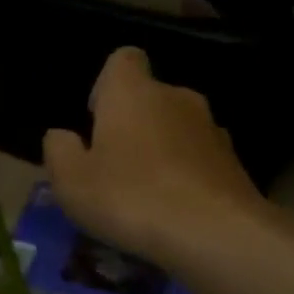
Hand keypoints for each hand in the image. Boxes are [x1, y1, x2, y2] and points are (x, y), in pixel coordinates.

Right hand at [43, 48, 263, 265]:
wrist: (217, 234)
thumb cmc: (131, 197)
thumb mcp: (71, 181)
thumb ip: (59, 151)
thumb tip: (62, 136)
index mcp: (132, 92)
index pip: (123, 59)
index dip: (107, 83)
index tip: (97, 118)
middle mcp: (176, 97)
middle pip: (150, 97)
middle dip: (133, 123)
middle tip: (114, 165)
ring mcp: (211, 128)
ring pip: (177, 129)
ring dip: (162, 150)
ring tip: (147, 194)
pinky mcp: (235, 162)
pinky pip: (200, 159)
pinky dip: (187, 174)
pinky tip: (176, 210)